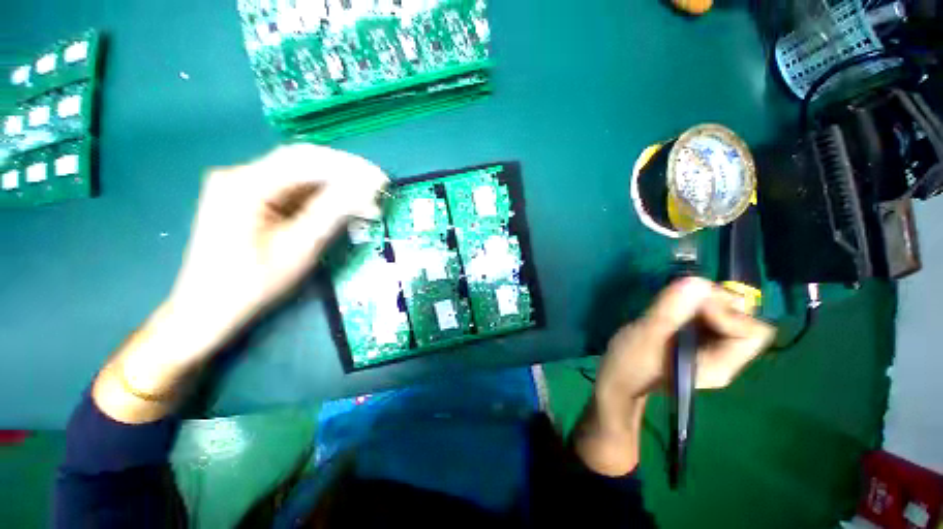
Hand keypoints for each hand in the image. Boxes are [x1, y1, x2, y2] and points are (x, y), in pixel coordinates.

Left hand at [167, 144, 387, 357]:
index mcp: (245, 184)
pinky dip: (319, 198)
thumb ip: (333, 211)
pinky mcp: (247, 199)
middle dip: (344, 175)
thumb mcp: (300, 247)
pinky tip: (340, 208)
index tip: (380, 179)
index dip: (348, 167)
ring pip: (299, 177)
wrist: (207, 309)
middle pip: (302, 163)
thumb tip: (367, 187)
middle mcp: (239, 175)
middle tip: (377, 189)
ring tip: (365, 203)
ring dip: (334, 188)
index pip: (306, 160)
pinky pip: (291, 191)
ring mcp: (241, 186)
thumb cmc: (253, 284)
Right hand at [576, 278, 774, 475]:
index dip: (727, 312)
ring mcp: (710, 348)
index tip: (690, 304)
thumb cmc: (630, 364)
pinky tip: (669, 308)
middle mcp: (724, 356)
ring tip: (671, 304)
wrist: (618, 379)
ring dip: (701, 301)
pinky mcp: (695, 339)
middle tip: (680, 299)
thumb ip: (670, 311)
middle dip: (714, 302)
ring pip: (725, 313)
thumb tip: (696, 281)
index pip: (751, 331)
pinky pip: (707, 314)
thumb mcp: (646, 336)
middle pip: (743, 319)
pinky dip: (692, 304)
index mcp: (720, 364)